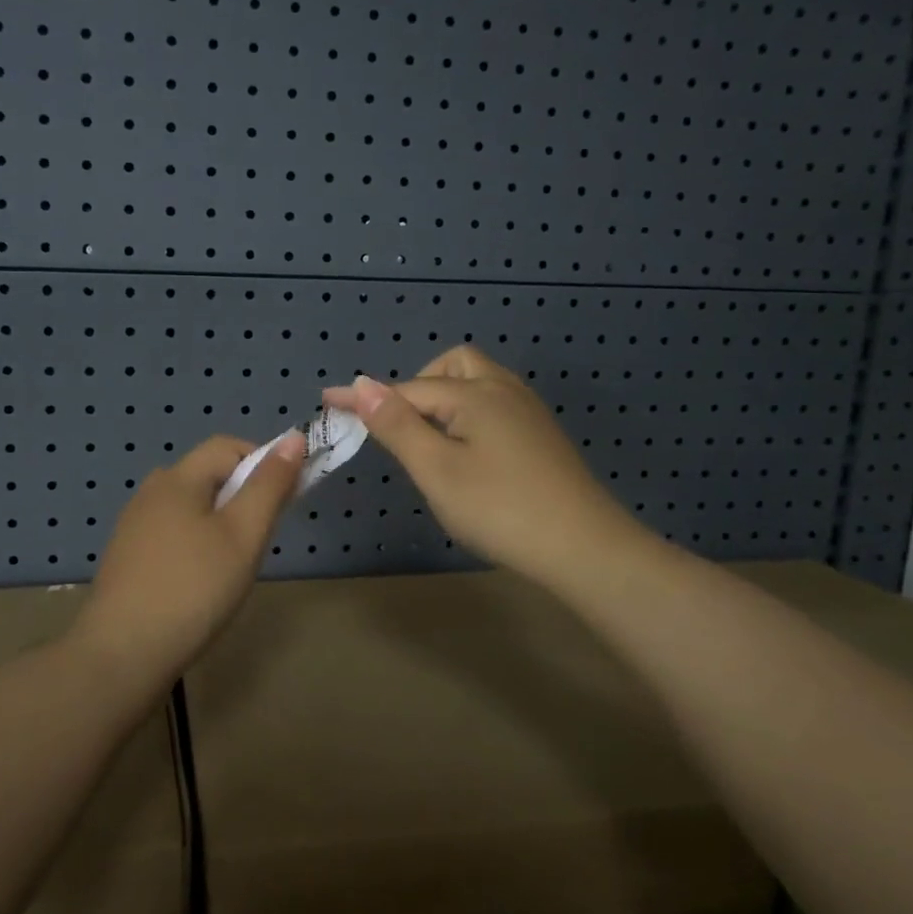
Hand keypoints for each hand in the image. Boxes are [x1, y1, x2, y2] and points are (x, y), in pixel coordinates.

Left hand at [76, 432, 304, 671]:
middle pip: (207, 475)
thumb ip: (269, 485)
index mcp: (177, 479)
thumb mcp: (243, 535)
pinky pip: (172, 533)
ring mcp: (134, 526)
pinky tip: (199, 583)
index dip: (263, 462)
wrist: (123, 654)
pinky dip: (195, 544)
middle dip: (242, 495)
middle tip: (259, 539)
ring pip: (190, 507)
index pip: (227, 446)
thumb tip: (293, 438)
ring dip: (220, 522)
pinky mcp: (127, 557)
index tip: (284, 501)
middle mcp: (150, 492)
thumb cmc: (193, 588)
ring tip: (233, 565)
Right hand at [325, 348, 651, 592]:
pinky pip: (494, 405)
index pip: (407, 389)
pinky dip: (468, 414)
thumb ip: (398, 425)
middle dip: (418, 386)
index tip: (328, 401)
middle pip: (453, 367)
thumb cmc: (500, 508)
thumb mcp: (437, 469)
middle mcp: (503, 391)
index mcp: (475, 395)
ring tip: (428, 438)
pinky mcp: (540, 436)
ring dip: (444, 398)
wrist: (583, 546)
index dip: (366, 397)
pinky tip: (466, 450)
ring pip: (478, 384)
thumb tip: (362, 385)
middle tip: (398, 426)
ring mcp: (528, 412)